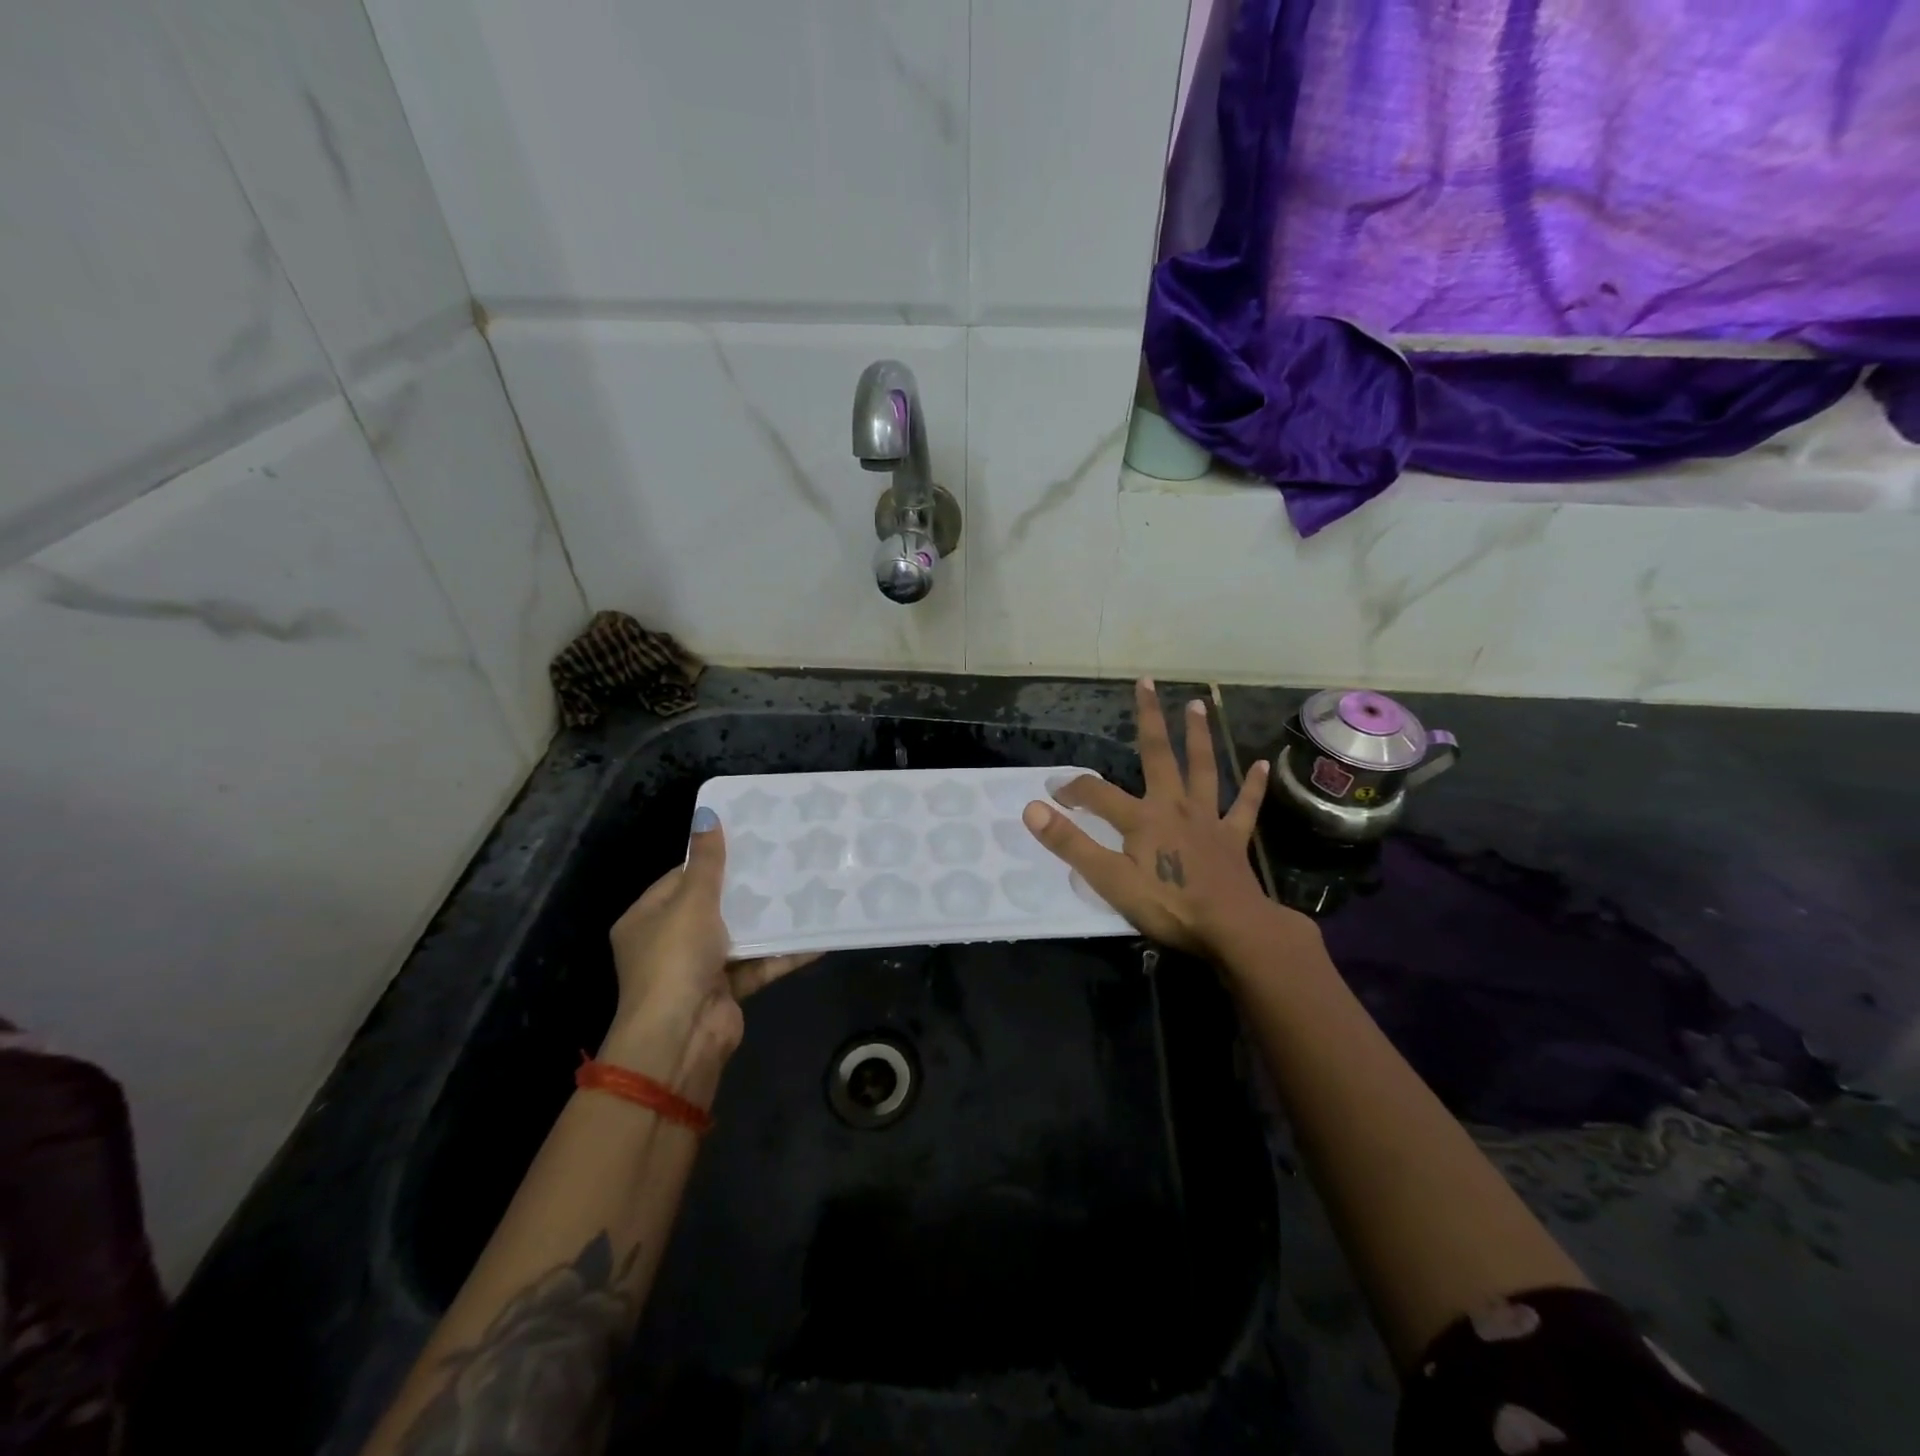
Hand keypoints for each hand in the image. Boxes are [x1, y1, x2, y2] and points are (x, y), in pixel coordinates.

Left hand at [600, 807, 815, 1097]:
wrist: (681, 1038)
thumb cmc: (675, 960)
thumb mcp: (691, 902)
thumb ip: (705, 862)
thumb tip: (707, 815)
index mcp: (646, 919)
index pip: (679, 878)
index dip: (711, 860)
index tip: (748, 841)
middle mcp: (668, 943)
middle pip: (712, 906)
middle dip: (746, 888)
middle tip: (783, 860)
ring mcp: (699, 969)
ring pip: (740, 935)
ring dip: (769, 919)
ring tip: (805, 890)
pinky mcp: (727, 990)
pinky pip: (758, 964)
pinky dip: (783, 953)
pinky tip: (816, 936)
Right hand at [1022, 680, 1284, 957]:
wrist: (1232, 929)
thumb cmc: (1168, 906)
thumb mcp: (1109, 880)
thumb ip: (1071, 843)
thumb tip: (1032, 809)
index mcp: (1142, 818)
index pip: (1097, 793)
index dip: (1072, 789)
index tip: (1053, 793)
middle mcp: (1175, 807)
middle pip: (1159, 755)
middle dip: (1150, 719)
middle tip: (1147, 683)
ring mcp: (1208, 820)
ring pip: (1203, 769)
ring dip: (1199, 736)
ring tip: (1198, 705)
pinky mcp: (1233, 839)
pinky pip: (1245, 807)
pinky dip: (1253, 786)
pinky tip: (1262, 765)